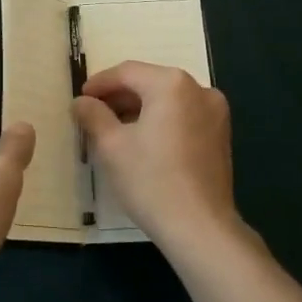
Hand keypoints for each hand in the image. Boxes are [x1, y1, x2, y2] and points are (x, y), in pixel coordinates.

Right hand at [72, 61, 239, 259]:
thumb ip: (93, 115)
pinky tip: (143, 142)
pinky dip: (161, 122)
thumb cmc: (151, 181)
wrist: (201, 229)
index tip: (80, 99)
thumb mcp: (112, 146)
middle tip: (93, 115)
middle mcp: (198, 89)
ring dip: (139, 110)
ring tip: (114, 130)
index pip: (127, 72)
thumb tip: (81, 102)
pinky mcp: (221, 135)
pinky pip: (183, 116)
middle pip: (149, 83)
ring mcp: (215, 112)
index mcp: (171, 84)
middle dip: (119, 97)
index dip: (99, 84)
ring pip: (167, 100)